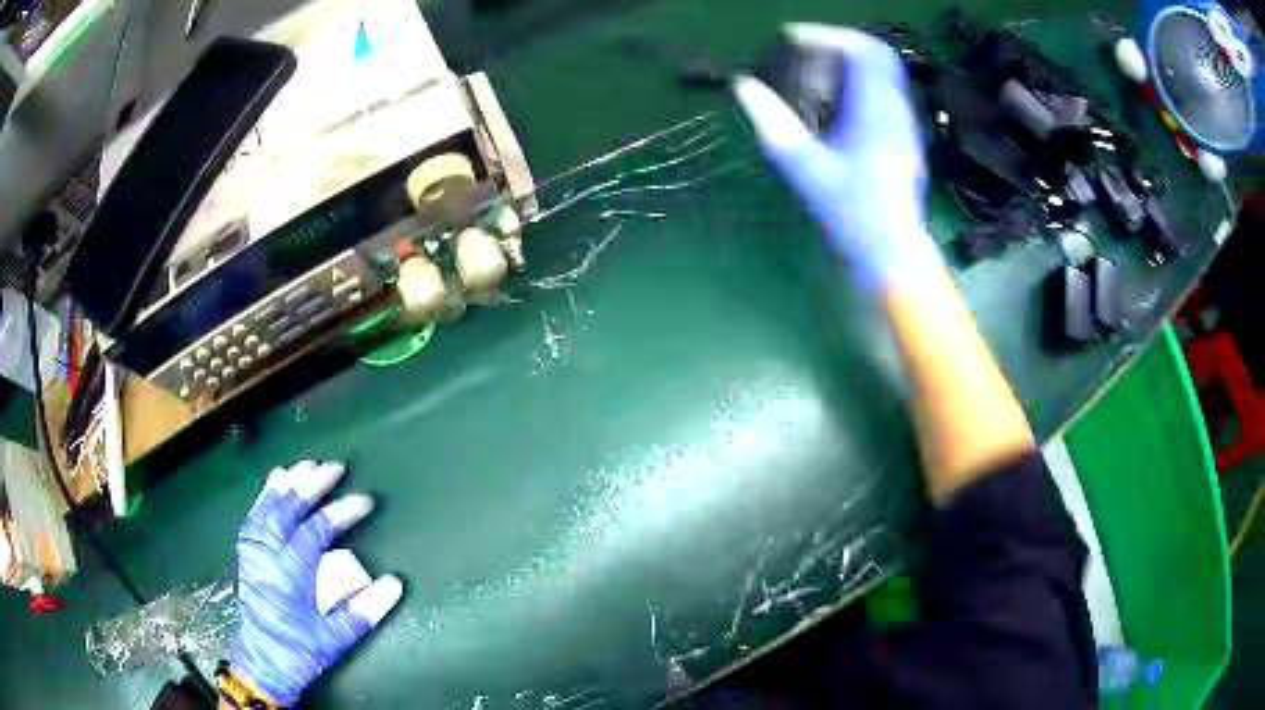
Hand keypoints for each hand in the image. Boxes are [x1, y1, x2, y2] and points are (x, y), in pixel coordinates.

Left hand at [229, 461, 401, 705]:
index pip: (315, 531)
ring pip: (268, 509)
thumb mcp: (336, 638)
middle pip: (287, 511)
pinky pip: (253, 518)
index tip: (364, 500)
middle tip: (333, 466)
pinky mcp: (247, 557)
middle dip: (311, 486)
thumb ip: (365, 610)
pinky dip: (264, 497)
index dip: (340, 512)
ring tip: (305, 465)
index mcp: (290, 574)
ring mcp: (254, 554)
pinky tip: (273, 486)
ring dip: (287, 485)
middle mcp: (268, 556)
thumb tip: (395, 583)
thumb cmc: (300, 651)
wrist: (263, 663)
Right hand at [734, 24, 940, 289]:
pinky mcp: (905, 136)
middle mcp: (897, 110)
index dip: (827, 34)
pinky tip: (838, 99)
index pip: (862, 50)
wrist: (891, 250)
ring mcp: (906, 123)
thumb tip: (744, 86)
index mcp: (875, 111)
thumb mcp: (804, 168)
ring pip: (884, 72)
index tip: (794, 37)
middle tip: (807, 49)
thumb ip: (772, 122)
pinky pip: (886, 90)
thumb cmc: (850, 213)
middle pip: (878, 54)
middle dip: (841, 42)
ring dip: (851, 61)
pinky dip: (861, 81)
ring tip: (817, 70)